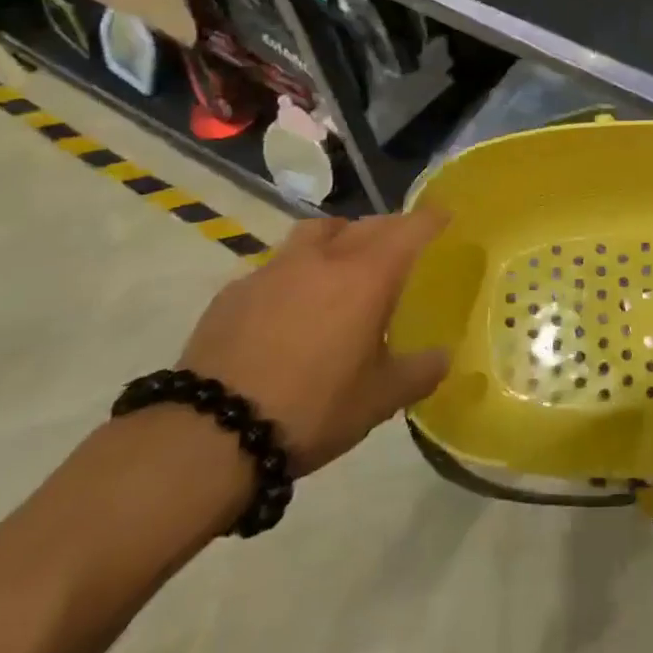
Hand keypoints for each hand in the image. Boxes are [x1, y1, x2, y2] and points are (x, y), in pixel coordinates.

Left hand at [177, 212, 449, 475]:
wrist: (208, 435)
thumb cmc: (311, 409)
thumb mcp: (378, 401)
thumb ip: (418, 372)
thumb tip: (443, 357)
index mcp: (367, 276)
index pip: (410, 229)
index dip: (432, 220)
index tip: (445, 218)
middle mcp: (324, 259)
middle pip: (366, 224)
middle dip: (388, 229)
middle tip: (399, 250)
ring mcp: (274, 269)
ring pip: (317, 232)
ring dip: (338, 238)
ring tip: (342, 264)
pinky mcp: (235, 290)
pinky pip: (277, 265)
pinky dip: (295, 272)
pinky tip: (289, 307)